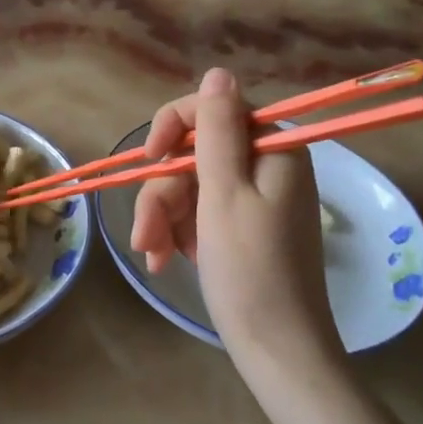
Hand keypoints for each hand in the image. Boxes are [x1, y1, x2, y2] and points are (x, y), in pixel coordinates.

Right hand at [131, 68, 344, 383]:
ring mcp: (257, 197)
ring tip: (154, 257)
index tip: (148, 161)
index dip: (172, 128)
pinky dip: (179, 232)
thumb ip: (217, 130)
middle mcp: (267, 165)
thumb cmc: (250, 271)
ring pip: (192, 185)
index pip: (213, 110)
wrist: (278, 351)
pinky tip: (166, 260)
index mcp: (273, 148)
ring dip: (164, 218)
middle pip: (196, 154)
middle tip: (145, 236)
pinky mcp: (246, 226)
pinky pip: (202, 212)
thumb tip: (218, 72)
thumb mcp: (225, 194)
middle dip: (163, 193)